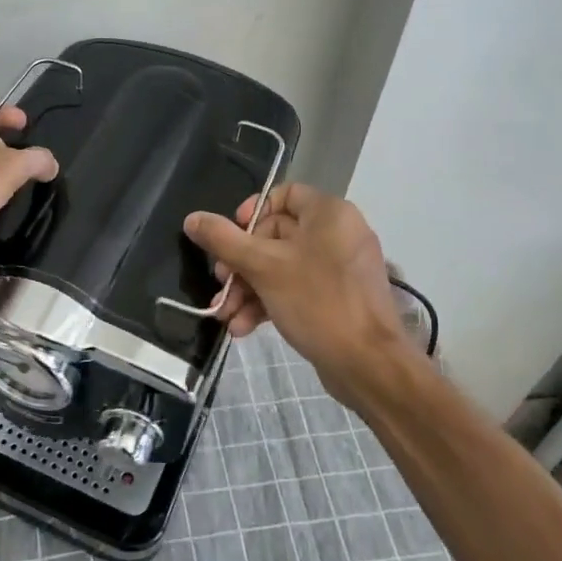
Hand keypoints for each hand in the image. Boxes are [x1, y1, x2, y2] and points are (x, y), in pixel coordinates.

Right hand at [182, 184, 419, 405]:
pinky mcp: (338, 299)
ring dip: (249, 289)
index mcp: (328, 214)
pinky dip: (269, 302)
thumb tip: (192, 219)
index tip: (230, 237)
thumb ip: (224, 240)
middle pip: (275, 235)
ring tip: (225, 315)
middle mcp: (338, 234)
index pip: (284, 195)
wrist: (369, 366)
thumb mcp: (263, 268)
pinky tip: (243, 328)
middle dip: (241, 264)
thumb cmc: (317, 301)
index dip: (251, 212)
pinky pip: (296, 289)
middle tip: (221, 283)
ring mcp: (339, 269)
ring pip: (282, 267)